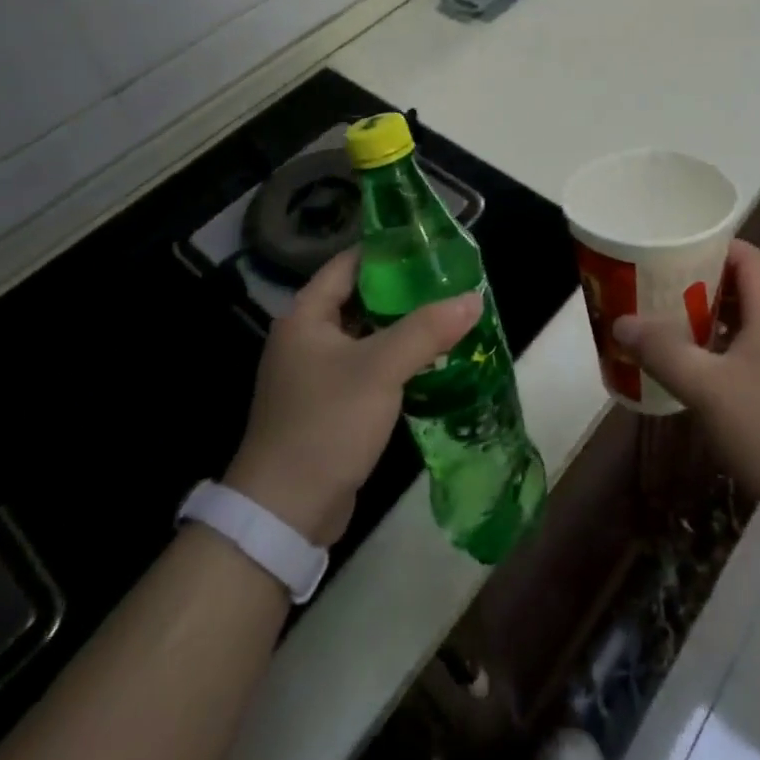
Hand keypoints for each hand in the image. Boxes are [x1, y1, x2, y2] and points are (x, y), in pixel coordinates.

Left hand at [224, 249, 480, 546]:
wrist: (285, 514)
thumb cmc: (326, 424)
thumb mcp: (380, 369)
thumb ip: (428, 329)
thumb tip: (474, 297)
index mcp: (306, 316)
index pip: (350, 263)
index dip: (388, 250)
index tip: (431, 244)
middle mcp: (307, 337)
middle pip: (361, 297)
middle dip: (405, 289)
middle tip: (450, 280)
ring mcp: (317, 373)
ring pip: (368, 334)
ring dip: (404, 326)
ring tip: (450, 313)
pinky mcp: (330, 403)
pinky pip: (369, 365)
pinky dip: (397, 358)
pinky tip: (433, 358)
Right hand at [612, 240, 759, 545]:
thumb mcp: (709, 388)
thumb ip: (664, 352)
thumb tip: (621, 322)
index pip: (749, 258)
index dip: (715, 245)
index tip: (674, 249)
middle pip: (739, 289)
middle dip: (697, 283)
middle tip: (655, 286)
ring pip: (737, 326)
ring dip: (701, 322)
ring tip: (659, 324)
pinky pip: (738, 359)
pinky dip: (710, 356)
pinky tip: (683, 374)